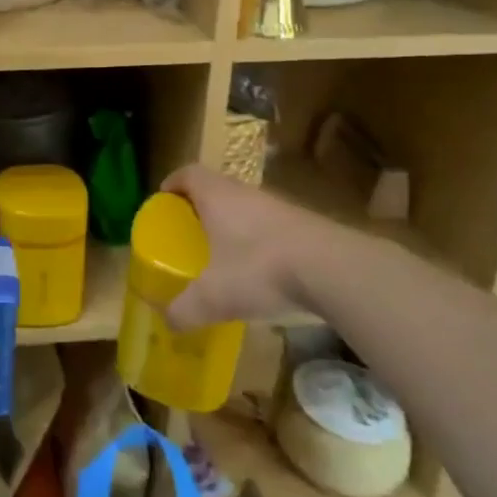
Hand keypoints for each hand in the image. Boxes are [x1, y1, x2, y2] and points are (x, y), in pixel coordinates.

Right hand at [162, 164, 326, 328]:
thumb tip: (168, 322)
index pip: (188, 174)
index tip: (164, 200)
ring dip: (231, 222)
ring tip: (223, 251)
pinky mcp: (304, 224)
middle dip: (200, 205)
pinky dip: (258, 239)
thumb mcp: (214, 297)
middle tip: (189, 230)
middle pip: (216, 187)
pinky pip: (270, 224)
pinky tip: (260, 269)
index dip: (173, 183)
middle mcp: (245, 192)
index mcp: (216, 196)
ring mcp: (278, 206)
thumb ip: (186, 309)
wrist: (333, 269)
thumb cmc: (260, 269)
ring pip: (245, 205)